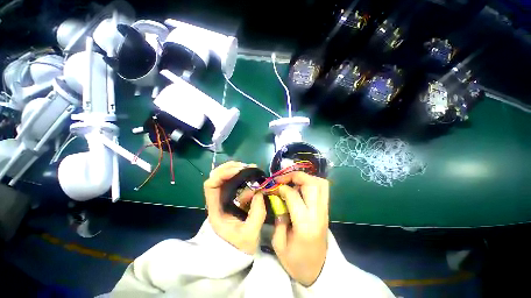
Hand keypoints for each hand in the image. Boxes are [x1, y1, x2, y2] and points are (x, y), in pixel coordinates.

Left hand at [204, 161, 266, 254]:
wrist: (235, 253)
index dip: (223, 174)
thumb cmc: (239, 247)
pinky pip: (231, 181)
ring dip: (235, 169)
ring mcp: (222, 197)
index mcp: (216, 210)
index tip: (239, 171)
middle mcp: (216, 200)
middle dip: (230, 168)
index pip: (210, 185)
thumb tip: (260, 193)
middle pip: (215, 176)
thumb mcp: (250, 235)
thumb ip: (257, 214)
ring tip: (249, 168)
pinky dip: (239, 174)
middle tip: (246, 167)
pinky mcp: (230, 197)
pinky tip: (249, 173)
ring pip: (223, 176)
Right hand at [271, 172, 329, 285]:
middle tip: (282, 179)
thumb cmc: (296, 261)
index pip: (294, 195)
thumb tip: (278, 199)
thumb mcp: (279, 244)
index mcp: (305, 225)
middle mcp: (318, 214)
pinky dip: (311, 182)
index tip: (274, 188)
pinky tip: (300, 187)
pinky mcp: (326, 210)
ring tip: (292, 181)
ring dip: (305, 177)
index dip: (282, 188)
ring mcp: (325, 211)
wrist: (317, 271)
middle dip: (295, 176)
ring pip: (320, 183)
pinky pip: (322, 188)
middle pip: (312, 183)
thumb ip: (278, 218)